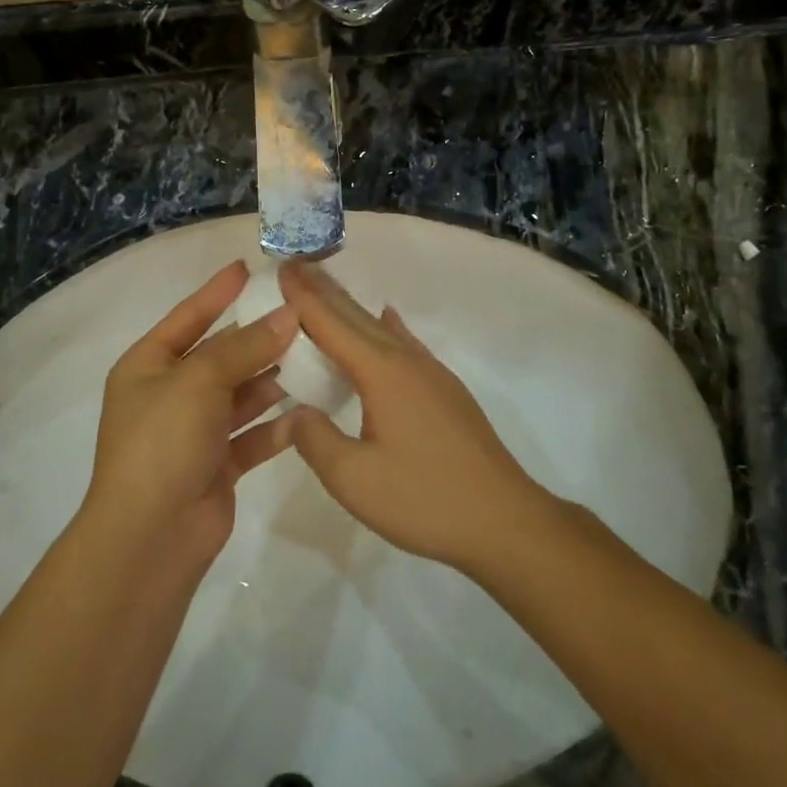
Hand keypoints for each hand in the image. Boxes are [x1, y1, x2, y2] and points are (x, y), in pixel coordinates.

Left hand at [85, 261, 294, 565]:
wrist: (150, 538)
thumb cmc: (163, 443)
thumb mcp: (199, 381)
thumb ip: (245, 347)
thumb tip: (288, 315)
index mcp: (148, 367)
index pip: (188, 318)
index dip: (217, 293)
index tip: (247, 268)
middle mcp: (170, 395)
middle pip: (220, 356)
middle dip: (258, 338)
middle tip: (302, 314)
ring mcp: (194, 432)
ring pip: (241, 395)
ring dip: (273, 379)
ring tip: (316, 355)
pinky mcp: (218, 465)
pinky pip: (252, 436)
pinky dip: (277, 425)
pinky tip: (310, 411)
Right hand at [277, 262, 550, 571]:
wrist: (504, 520)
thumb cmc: (424, 499)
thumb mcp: (354, 479)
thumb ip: (315, 439)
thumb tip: (295, 412)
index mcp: (380, 372)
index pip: (331, 323)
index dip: (302, 297)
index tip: (282, 266)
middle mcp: (406, 361)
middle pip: (357, 316)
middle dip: (323, 291)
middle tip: (295, 266)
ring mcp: (431, 374)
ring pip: (381, 328)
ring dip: (350, 308)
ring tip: (326, 290)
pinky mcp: (445, 391)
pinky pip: (406, 344)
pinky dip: (387, 326)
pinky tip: (388, 318)